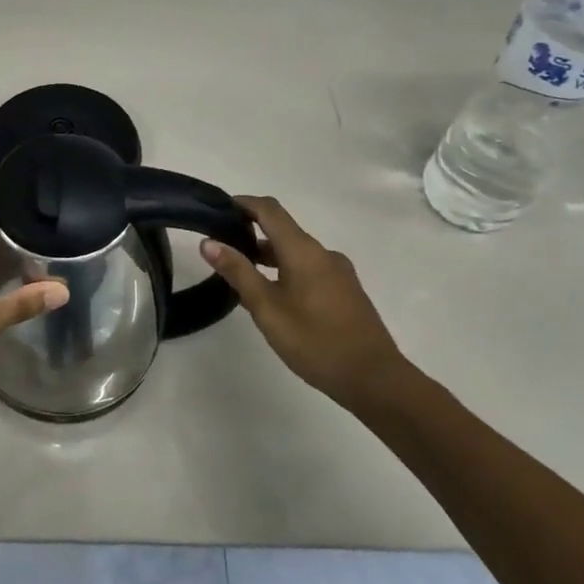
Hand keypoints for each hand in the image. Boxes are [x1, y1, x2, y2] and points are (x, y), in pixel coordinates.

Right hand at [201, 196, 408, 413]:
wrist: (375, 379)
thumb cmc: (315, 341)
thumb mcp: (267, 309)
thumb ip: (238, 272)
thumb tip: (208, 242)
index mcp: (303, 250)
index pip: (270, 210)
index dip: (243, 203)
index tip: (218, 209)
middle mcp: (323, 253)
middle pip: (283, 229)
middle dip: (252, 231)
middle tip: (222, 248)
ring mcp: (338, 272)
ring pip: (296, 251)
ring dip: (268, 254)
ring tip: (243, 275)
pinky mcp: (346, 291)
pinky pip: (310, 268)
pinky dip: (286, 270)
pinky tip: (274, 296)